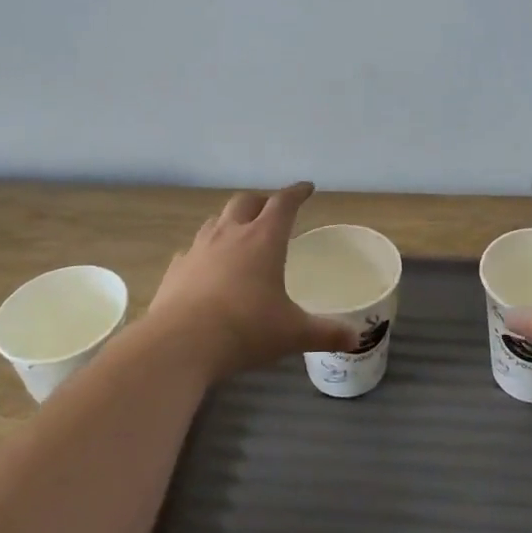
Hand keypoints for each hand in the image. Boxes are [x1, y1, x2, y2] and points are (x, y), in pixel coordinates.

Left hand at [145, 183, 357, 379]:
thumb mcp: (292, 334)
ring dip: (230, 221)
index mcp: (263, 240)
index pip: (283, 203)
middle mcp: (230, 235)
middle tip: (271, 210)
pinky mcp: (175, 269)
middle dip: (261, 201)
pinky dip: (204, 251)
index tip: (307, 188)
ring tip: (239, 233)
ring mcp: (198, 249)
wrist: (180, 344)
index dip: (297, 193)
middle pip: (245, 202)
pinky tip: (205, 267)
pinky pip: (192, 250)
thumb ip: (325, 333)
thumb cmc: (245, 330)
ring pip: (215, 221)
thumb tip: (356, 339)